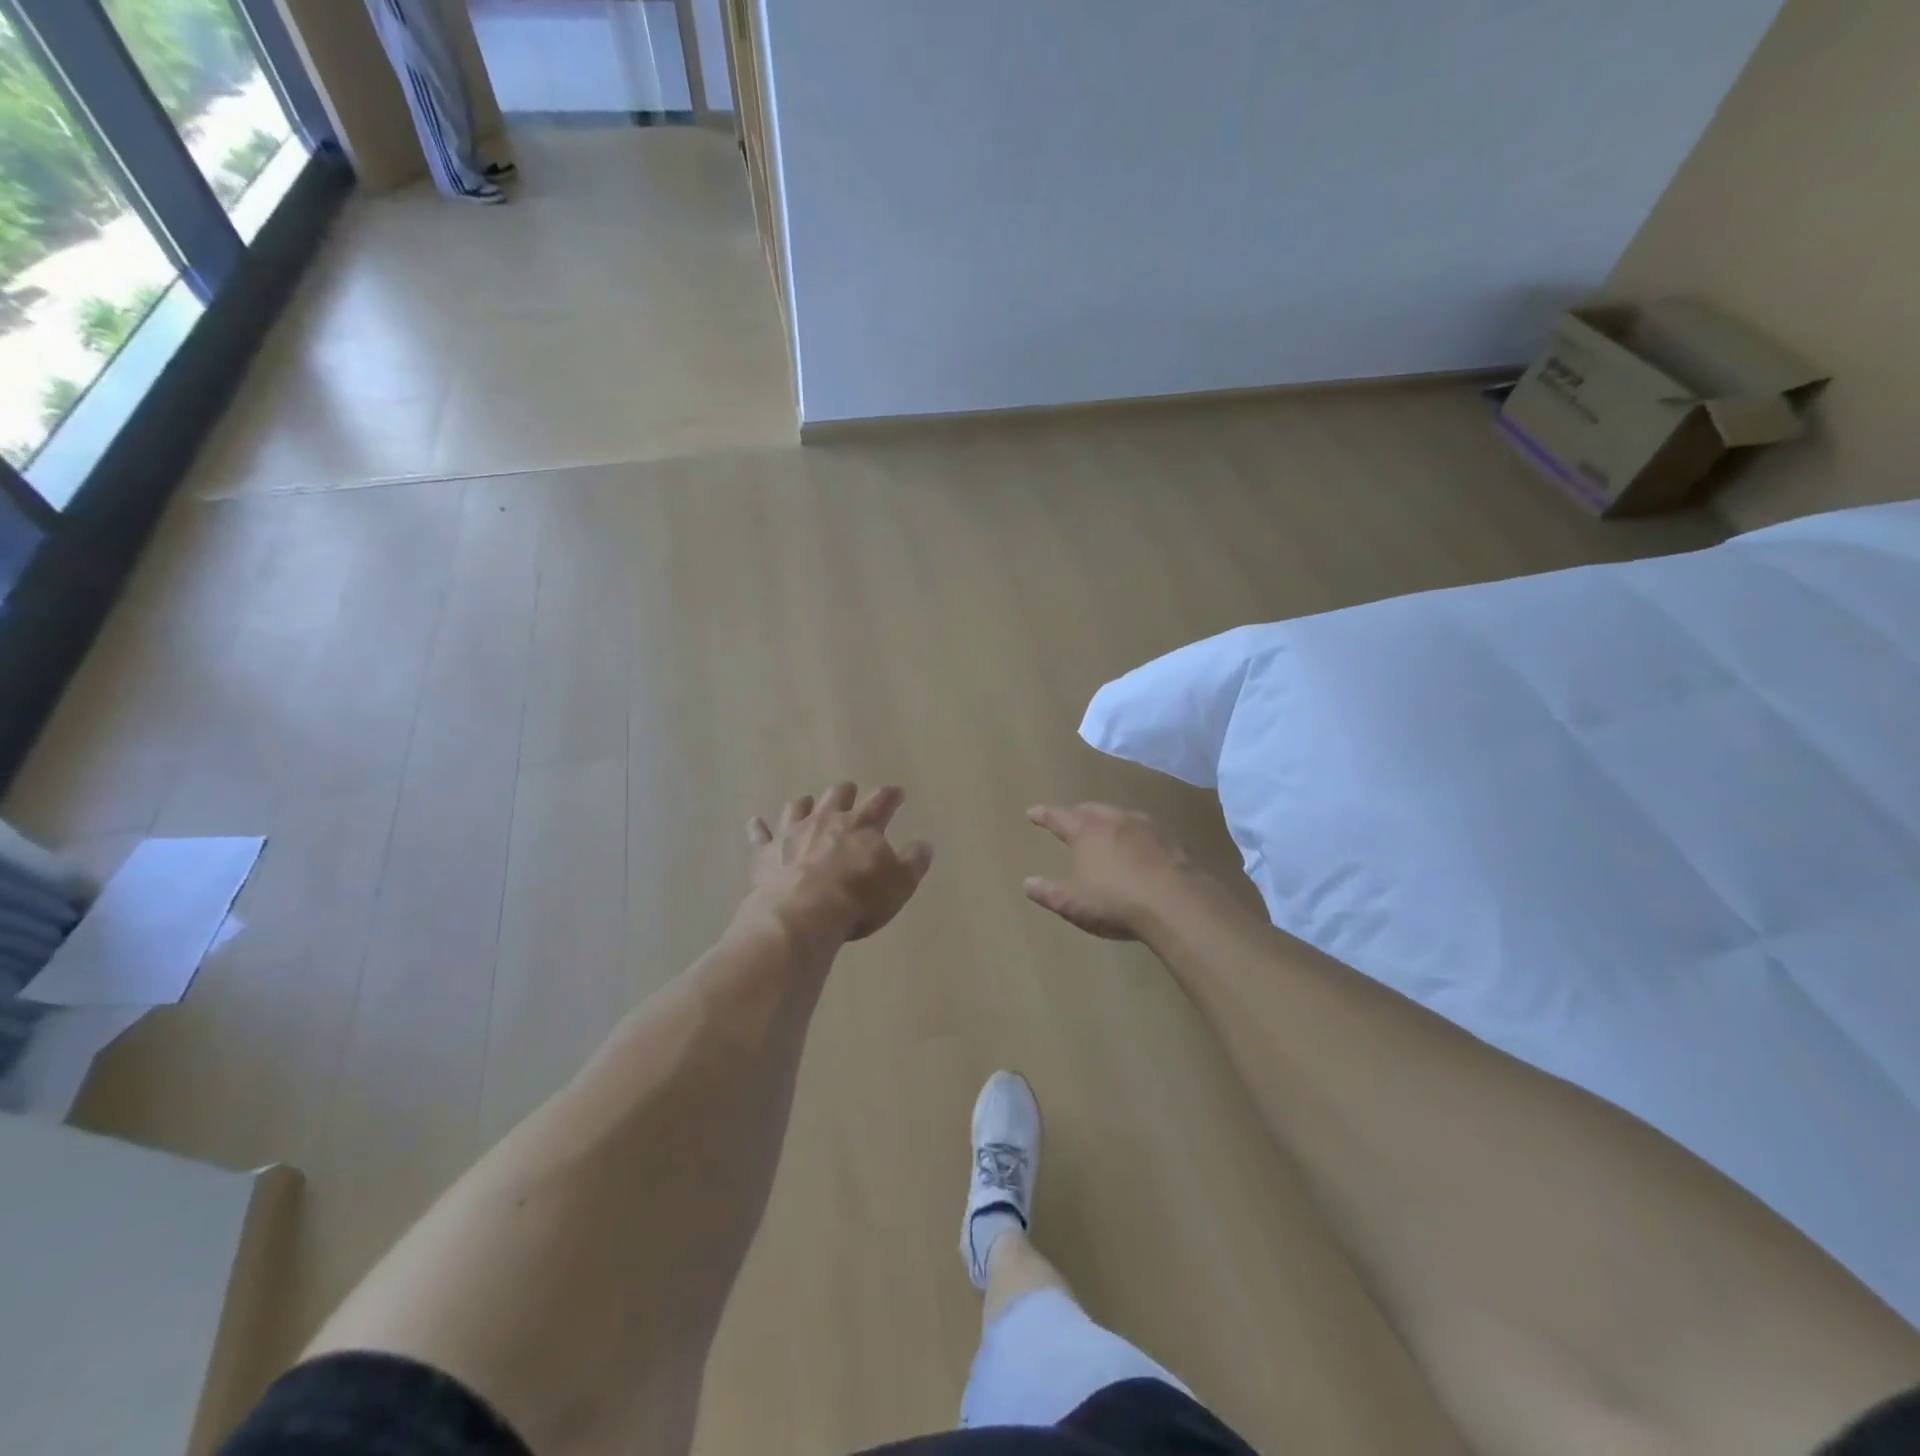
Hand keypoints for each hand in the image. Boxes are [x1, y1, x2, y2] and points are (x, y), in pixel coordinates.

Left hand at [743, 783, 933, 946]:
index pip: (881, 802)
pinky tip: (755, 822)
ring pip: (798, 807)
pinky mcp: (767, 852)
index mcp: (861, 825)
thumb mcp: (900, 884)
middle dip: (846, 792)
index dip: (890, 796)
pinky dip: (759, 828)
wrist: (802, 915)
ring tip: (807, 803)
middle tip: (850, 791)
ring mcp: (793, 833)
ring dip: (805, 804)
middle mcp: (826, 820)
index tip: (897, 792)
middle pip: (837, 796)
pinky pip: (760, 835)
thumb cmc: (858, 898)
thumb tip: (925, 845)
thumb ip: (914, 862)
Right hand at [1024, 803, 1190, 940]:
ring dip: (1110, 820)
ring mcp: (1147, 828)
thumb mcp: (1073, 903)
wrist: (1176, 903)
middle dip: (1078, 813)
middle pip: (1092, 810)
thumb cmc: (1115, 901)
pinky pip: (1147, 831)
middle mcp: (1115, 821)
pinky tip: (1141, 848)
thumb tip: (1028, 884)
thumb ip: (1048, 892)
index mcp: (1086, 833)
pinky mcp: (1172, 841)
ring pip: (1121, 816)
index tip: (1032, 812)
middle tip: (1072, 817)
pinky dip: (1136, 836)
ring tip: (1106, 829)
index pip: (1058, 818)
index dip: (1044, 815)